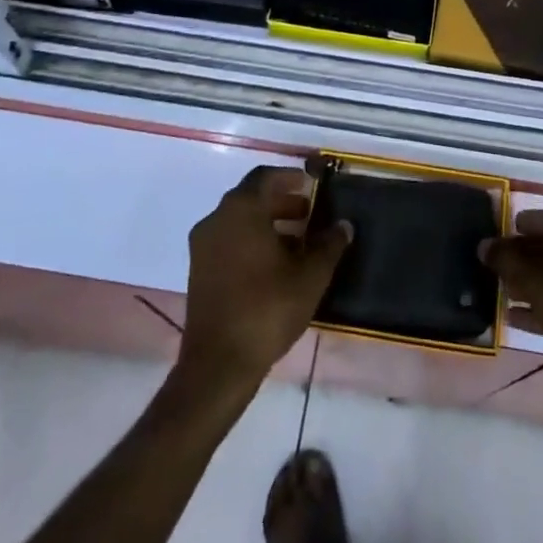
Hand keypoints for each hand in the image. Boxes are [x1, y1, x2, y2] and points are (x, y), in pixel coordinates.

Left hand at [177, 166, 350, 394]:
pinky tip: (275, 266)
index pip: (265, 177)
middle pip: (251, 198)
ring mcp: (203, 247)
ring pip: (239, 221)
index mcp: (241, 209)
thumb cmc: (267, 308)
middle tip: (309, 214)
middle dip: (281, 202)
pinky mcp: (198, 271)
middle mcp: (217, 219)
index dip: (289, 177)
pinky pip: (229, 241)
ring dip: (268, 224)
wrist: (218, 364)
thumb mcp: (310, 276)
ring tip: (298, 242)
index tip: (311, 185)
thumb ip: (329, 244)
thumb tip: (344, 225)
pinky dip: (251, 242)